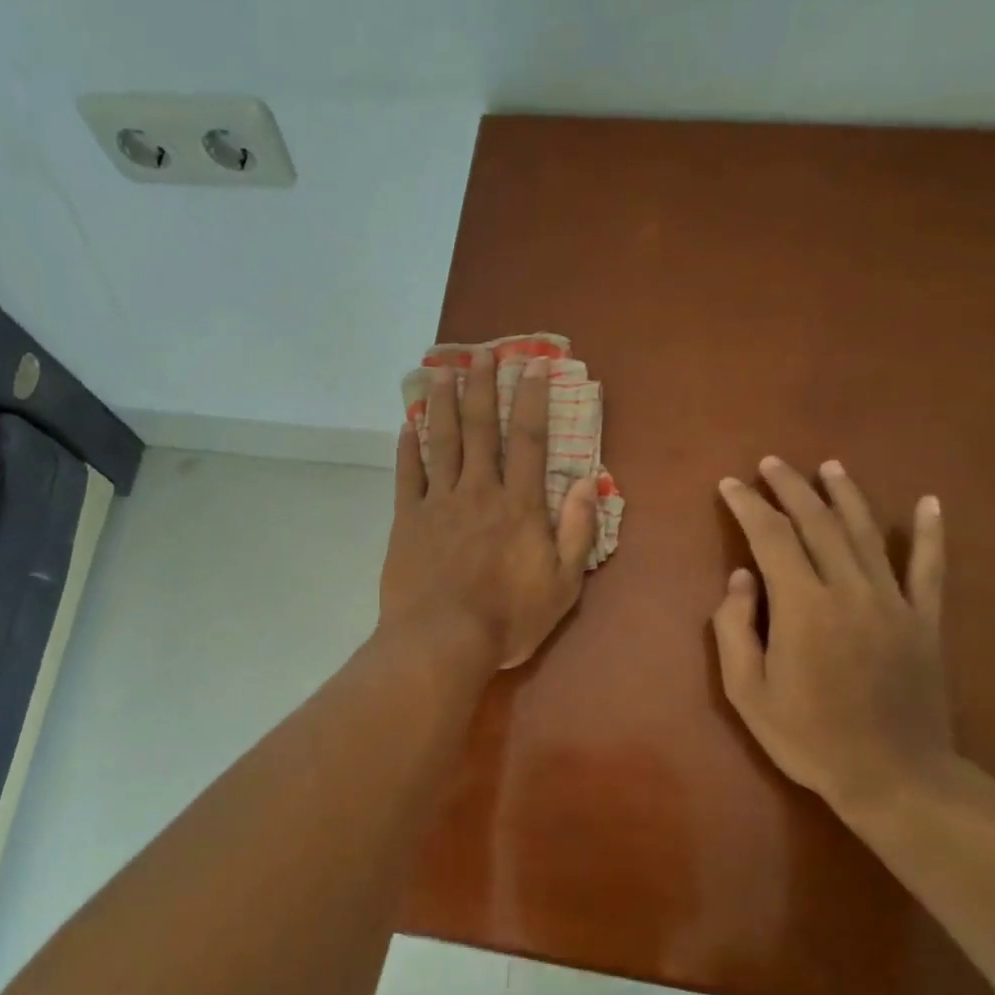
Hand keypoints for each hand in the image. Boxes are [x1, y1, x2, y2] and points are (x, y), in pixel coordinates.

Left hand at [380, 350, 598, 669]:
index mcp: (520, 506)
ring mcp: (439, 503)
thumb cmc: (508, 619)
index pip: (530, 440)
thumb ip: (577, 534)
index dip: (533, 399)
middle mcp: (479, 492)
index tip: (532, 364)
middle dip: (484, 388)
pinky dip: (407, 448)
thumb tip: (587, 486)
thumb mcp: (563, 586)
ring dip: (444, 405)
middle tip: (481, 353)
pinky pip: (407, 475)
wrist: (442, 641)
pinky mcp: (407, 520)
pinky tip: (407, 426)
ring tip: (442, 372)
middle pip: (482, 430)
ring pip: (442, 442)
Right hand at [712, 457, 954, 810]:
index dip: (749, 506)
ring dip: (845, 495)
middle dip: (790, 488)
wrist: (894, 776)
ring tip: (828, 467)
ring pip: (867, 533)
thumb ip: (735, 629)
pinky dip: (931, 533)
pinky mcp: (925, 620)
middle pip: (818, 523)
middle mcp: (849, 590)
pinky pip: (930, 567)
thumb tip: (740, 577)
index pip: (772, 538)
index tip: (730, 485)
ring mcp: (894, 602)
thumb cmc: (808, 737)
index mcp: (803, 606)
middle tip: (770, 464)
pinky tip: (929, 503)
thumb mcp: (747, 692)